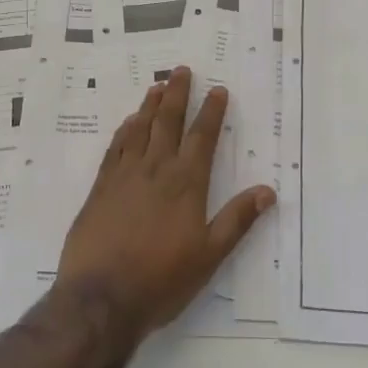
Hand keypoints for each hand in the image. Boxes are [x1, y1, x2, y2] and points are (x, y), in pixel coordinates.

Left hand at [56, 67, 275, 338]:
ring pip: (140, 129)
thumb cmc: (161, 280)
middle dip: (177, 94)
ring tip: (157, 86)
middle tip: (181, 70)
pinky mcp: (101, 187)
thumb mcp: (209, 256)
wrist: (101, 297)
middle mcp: (156, 169)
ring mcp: (124, 175)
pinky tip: (128, 123)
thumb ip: (237, 220)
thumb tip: (267, 191)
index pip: (202, 137)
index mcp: (186, 184)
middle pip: (168, 122)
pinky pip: (115, 148)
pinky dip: (124, 130)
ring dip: (150, 106)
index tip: (218, 89)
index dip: (212, 112)